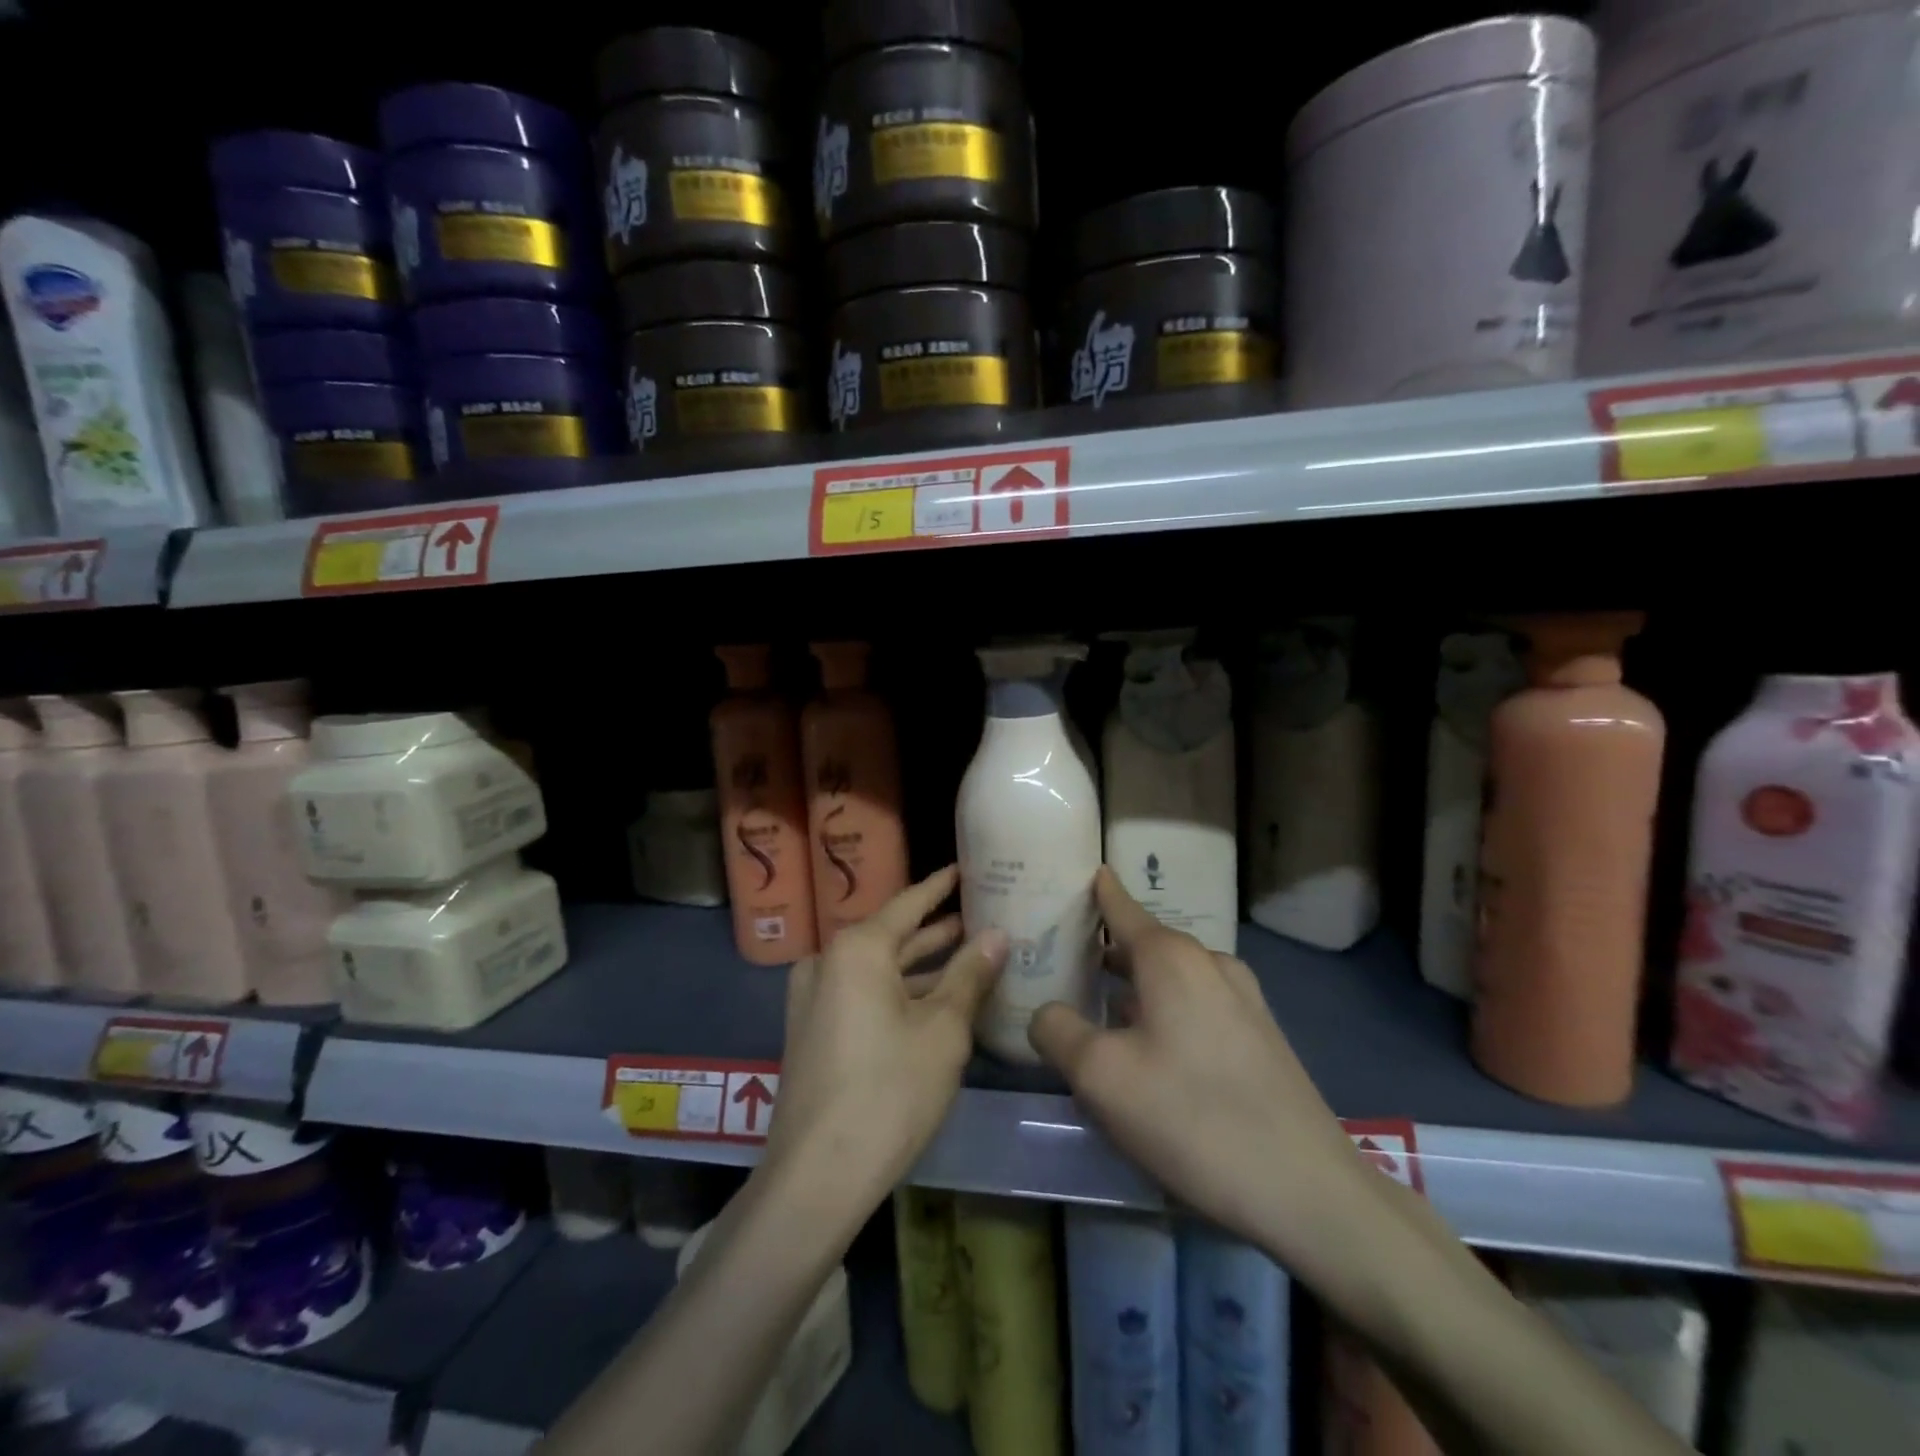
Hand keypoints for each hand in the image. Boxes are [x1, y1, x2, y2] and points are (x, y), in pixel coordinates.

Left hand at [764, 866, 1007, 1201]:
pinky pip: (862, 993)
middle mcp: (827, 961)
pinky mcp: (812, 1029)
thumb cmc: (889, 1091)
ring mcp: (813, 997)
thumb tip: (997, 933)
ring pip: (877, 967)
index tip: (966, 869)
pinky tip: (933, 1000)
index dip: (941, 887)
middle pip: (892, 934)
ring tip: (967, 953)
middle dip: (936, 929)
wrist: (816, 1176)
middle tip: (980, 916)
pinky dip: (897, 991)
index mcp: (856, 948)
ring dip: (920, 964)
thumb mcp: (943, 1030)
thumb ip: (970, 974)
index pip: (909, 902)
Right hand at [1029, 868, 1371, 1262]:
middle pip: (1146, 943)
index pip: (1122, 906)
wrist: (1308, 1191)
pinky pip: (1198, 1005)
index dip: (1096, 891)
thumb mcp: (1101, 1077)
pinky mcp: (1261, 1036)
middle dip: (1107, 951)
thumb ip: (1058, 1032)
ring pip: (1174, 978)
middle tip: (1066, 960)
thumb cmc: (1192, 1117)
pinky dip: (1166, 1011)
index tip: (1077, 874)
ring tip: (1101, 1008)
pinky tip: (1152, 1052)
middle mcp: (1210, 963)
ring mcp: (1244, 999)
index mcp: (1171, 957)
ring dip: (1137, 986)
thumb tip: (1047, 1013)